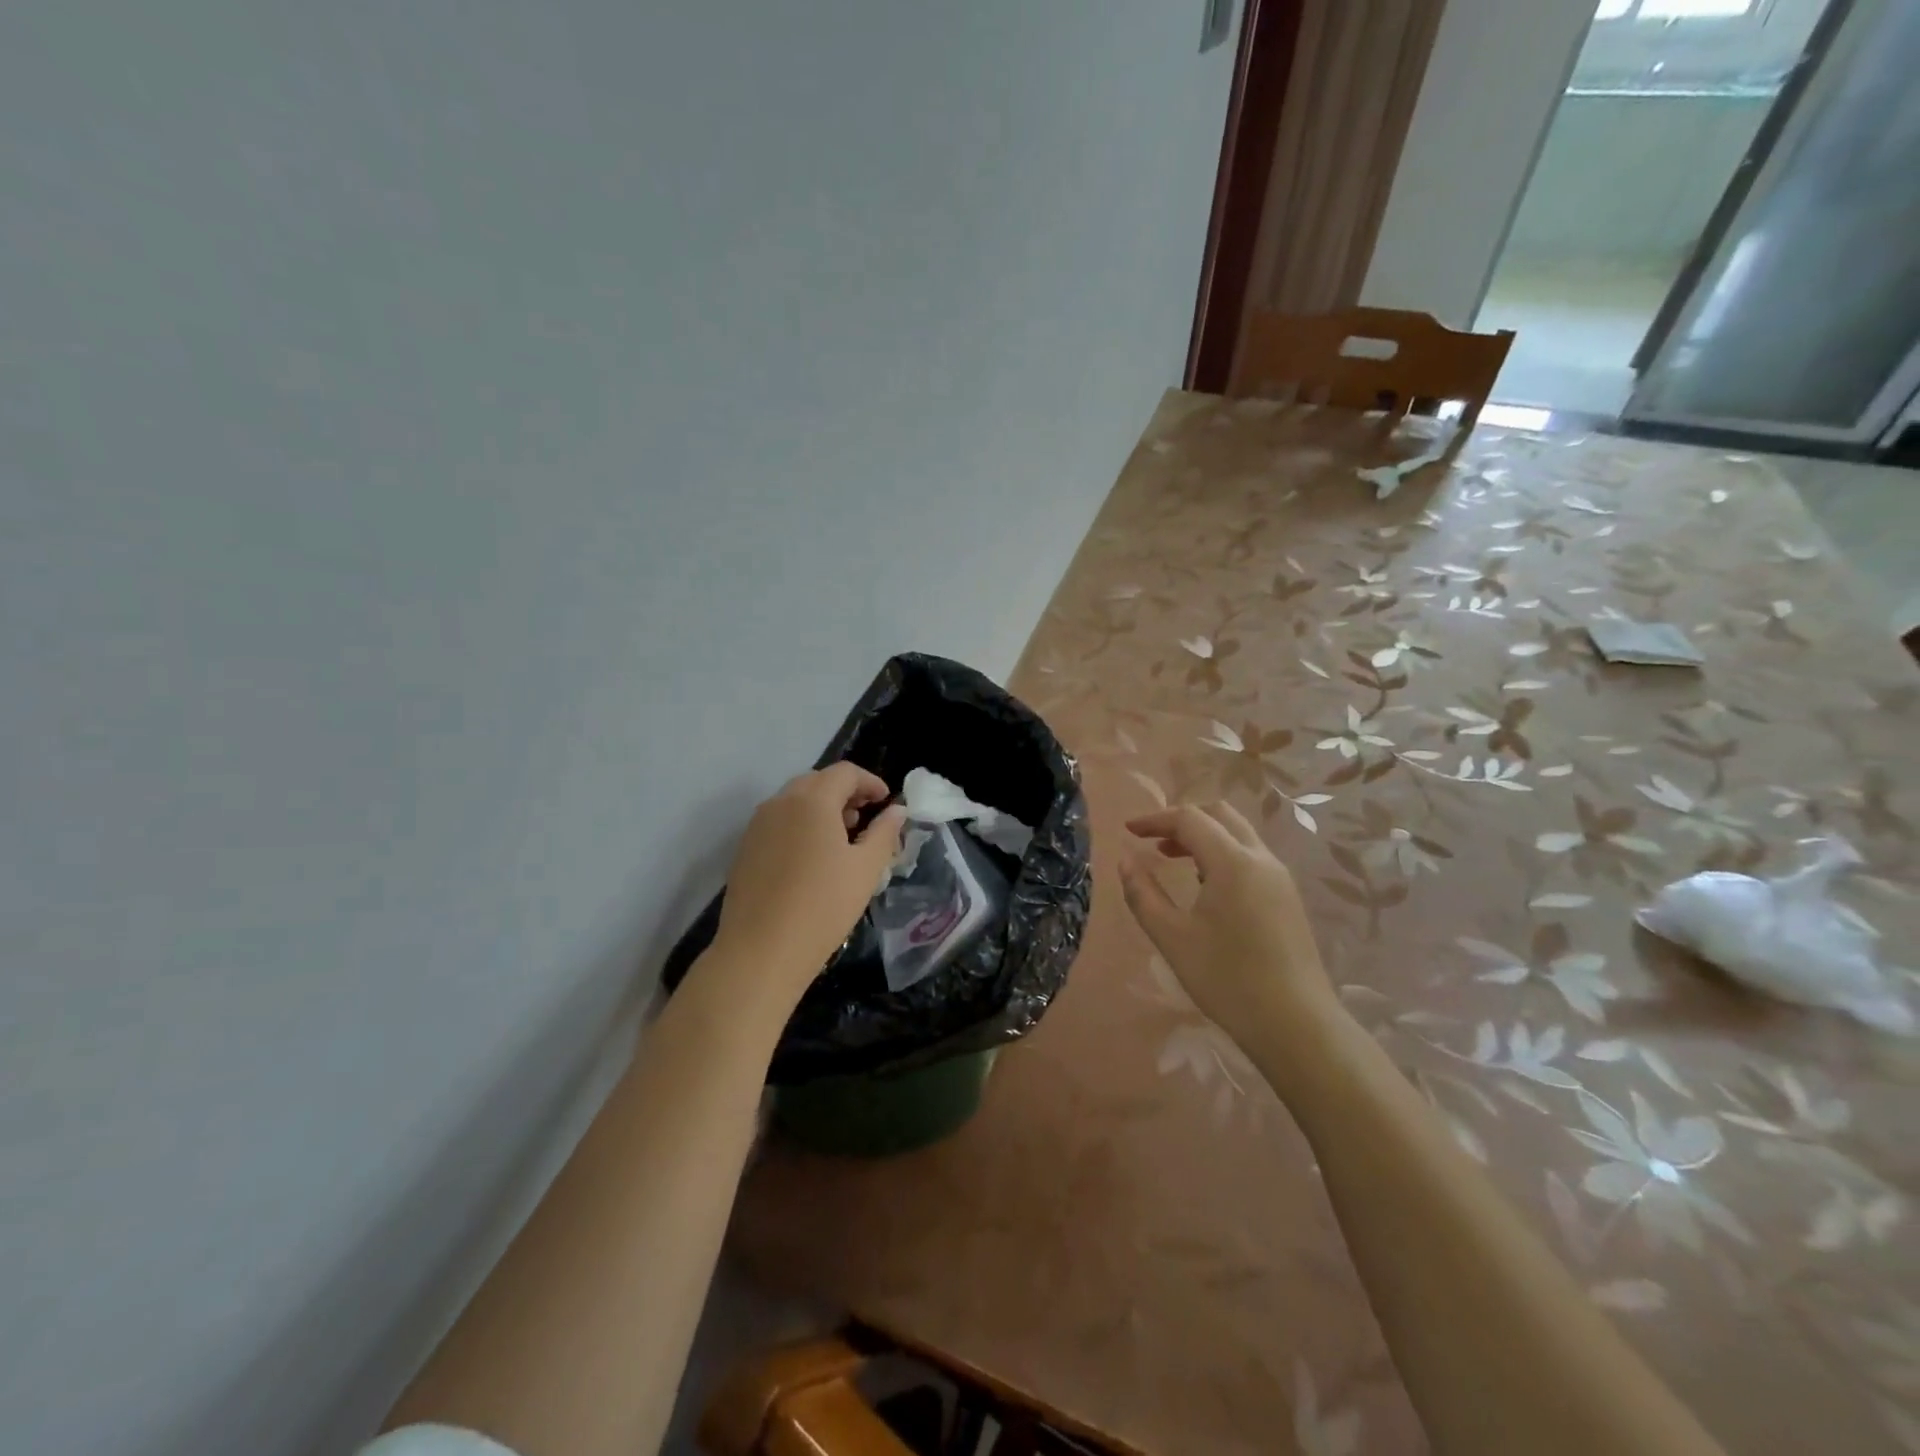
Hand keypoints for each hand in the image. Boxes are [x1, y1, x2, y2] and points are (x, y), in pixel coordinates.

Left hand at [712, 762, 905, 993]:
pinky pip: (778, 822)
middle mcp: (780, 803)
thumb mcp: (865, 869)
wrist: (760, 951)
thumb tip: (896, 811)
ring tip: (842, 838)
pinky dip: (800, 825)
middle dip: (845, 792)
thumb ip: (885, 833)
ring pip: (794, 801)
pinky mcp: (745, 849)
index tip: (886, 803)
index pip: (844, 773)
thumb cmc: (823, 906)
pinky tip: (813, 858)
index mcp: (812, 800)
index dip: (870, 782)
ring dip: (821, 808)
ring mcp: (757, 826)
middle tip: (866, 817)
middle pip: (817, 782)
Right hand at [1118, 802, 1339, 1055]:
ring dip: (1204, 837)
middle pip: (1220, 815)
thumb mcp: (1172, 937)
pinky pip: (1251, 857)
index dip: (1155, 819)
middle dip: (1183, 820)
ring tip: (1174, 860)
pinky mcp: (1287, 898)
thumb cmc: (1227, 979)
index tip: (1128, 831)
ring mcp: (1280, 878)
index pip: (1190, 819)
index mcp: (1232, 862)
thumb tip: (1125, 862)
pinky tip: (1205, 887)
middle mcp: (1261, 859)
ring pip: (1239, 835)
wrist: (1296, 1025)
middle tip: (1154, 840)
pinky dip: (1222, 855)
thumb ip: (1143, 894)